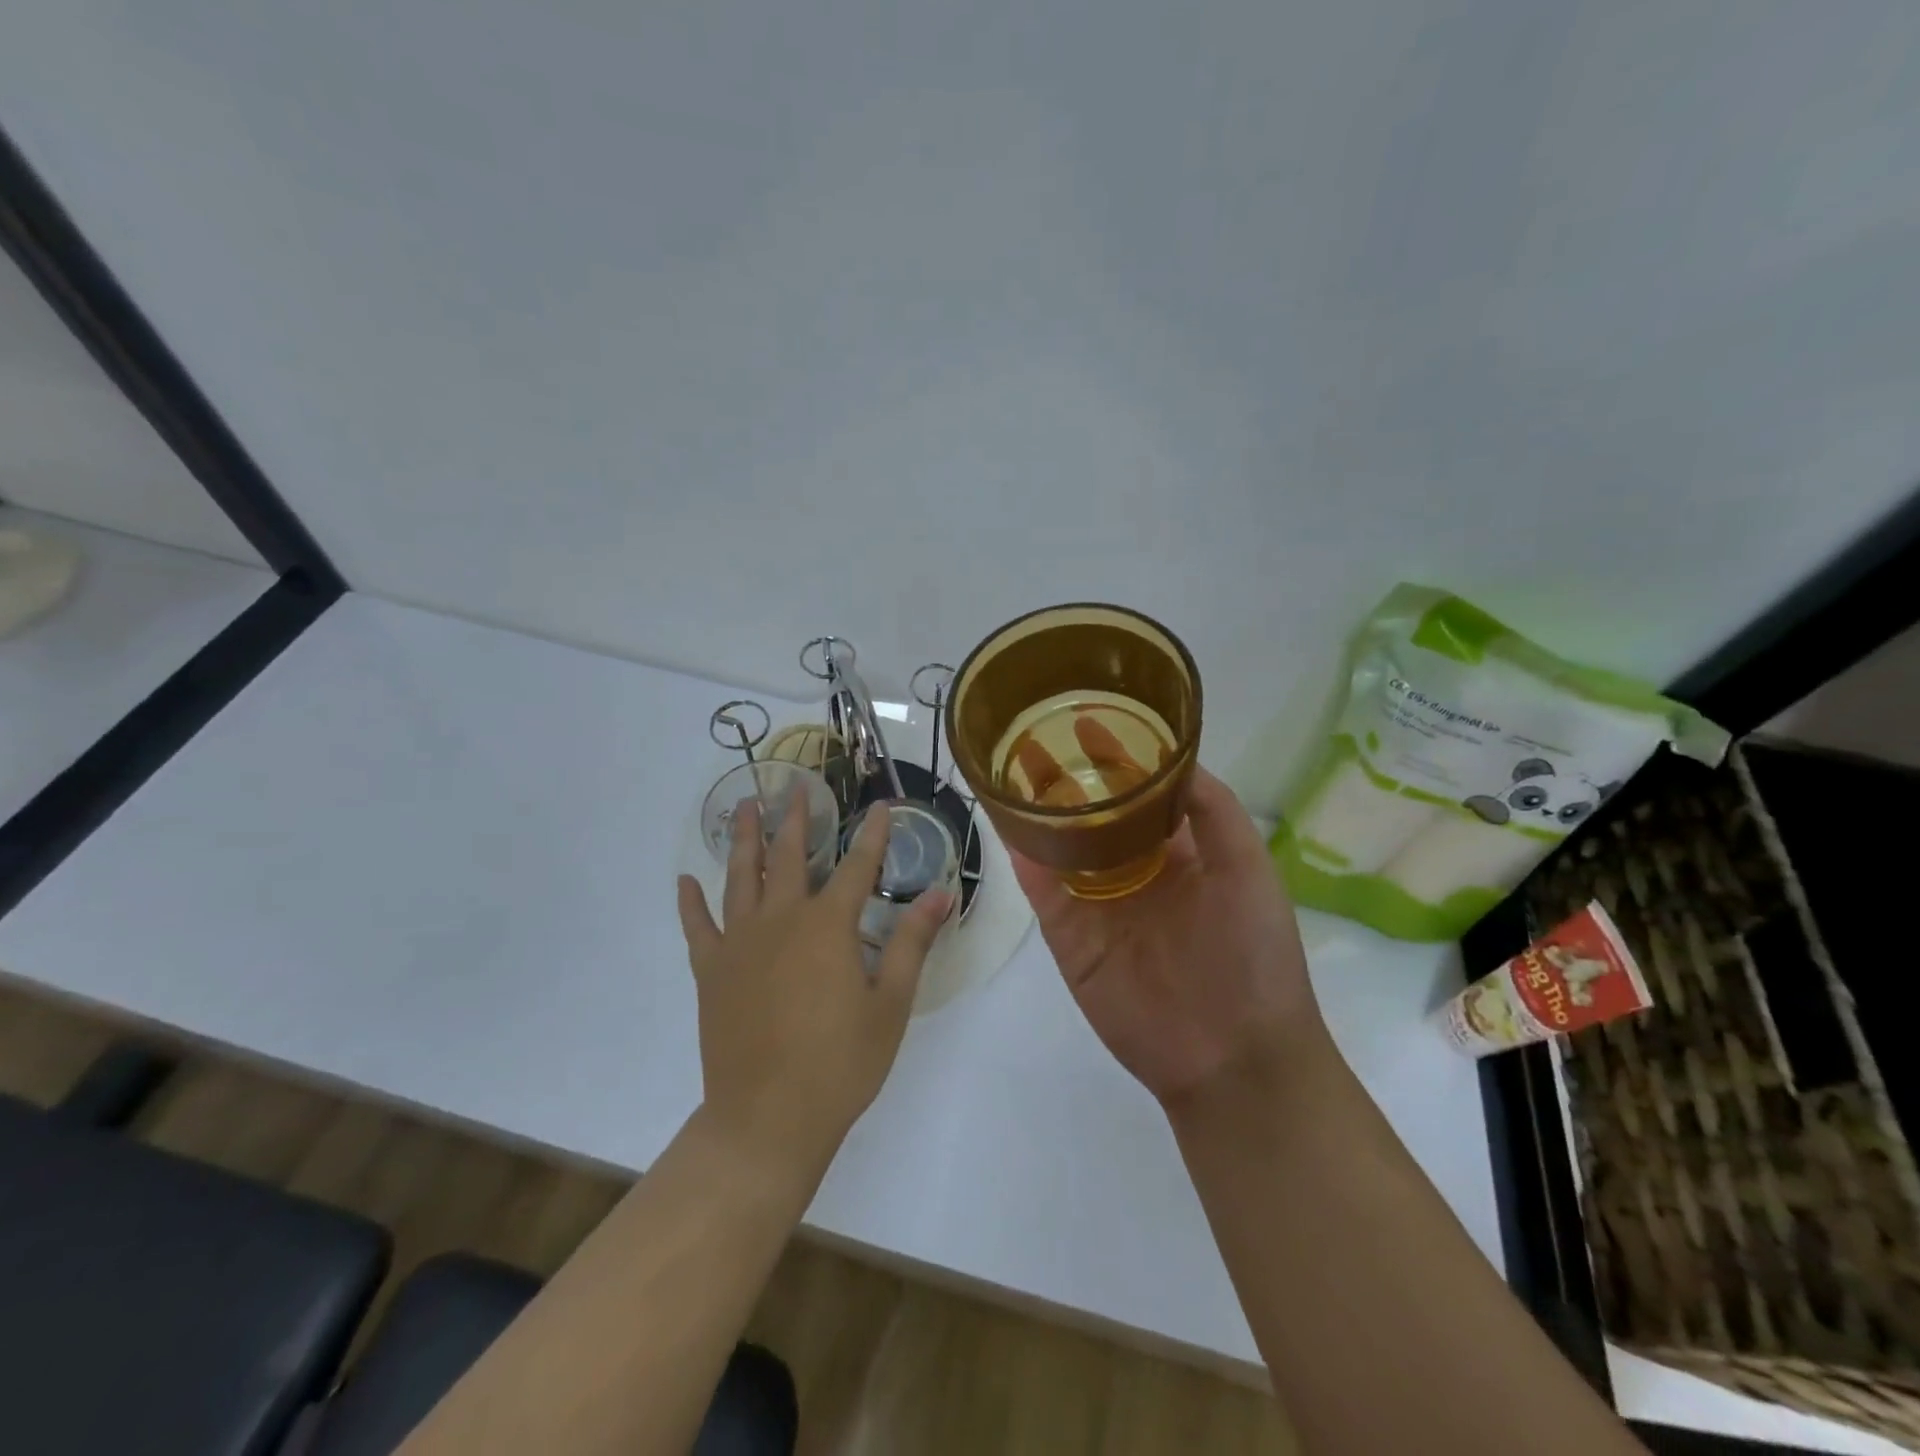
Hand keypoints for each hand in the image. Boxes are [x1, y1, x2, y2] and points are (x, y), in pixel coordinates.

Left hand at [677, 800, 951, 1184]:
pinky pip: (697, 926)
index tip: (882, 805)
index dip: (874, 834)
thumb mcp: (890, 1005)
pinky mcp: (712, 970)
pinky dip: (690, 902)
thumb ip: (913, 943)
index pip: (859, 866)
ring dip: (743, 838)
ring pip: (741, 876)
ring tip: (743, 806)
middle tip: (796, 786)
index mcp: (829, 926)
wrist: (767, 1119)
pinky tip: (685, 881)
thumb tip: (941, 894)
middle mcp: (782, 920)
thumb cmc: (840, 1063)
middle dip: (797, 819)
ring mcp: (740, 942)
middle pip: (791, 856)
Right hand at [1010, 766, 1322, 1110]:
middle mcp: (1134, 872)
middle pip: (1092, 816)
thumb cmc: (1254, 953)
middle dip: (1066, 779)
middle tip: (1033, 736)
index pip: (1140, 794)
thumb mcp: (1248, 868)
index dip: (1116, 758)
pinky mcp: (1070, 938)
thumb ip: (1214, 811)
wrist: (1233, 1055)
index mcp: (1179, 853)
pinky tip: (1005, 823)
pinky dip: (1023, 858)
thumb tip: (1175, 756)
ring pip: (1060, 848)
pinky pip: (1042, 890)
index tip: (1088, 719)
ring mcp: (1098, 905)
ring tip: (1007, 768)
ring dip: (1036, 812)